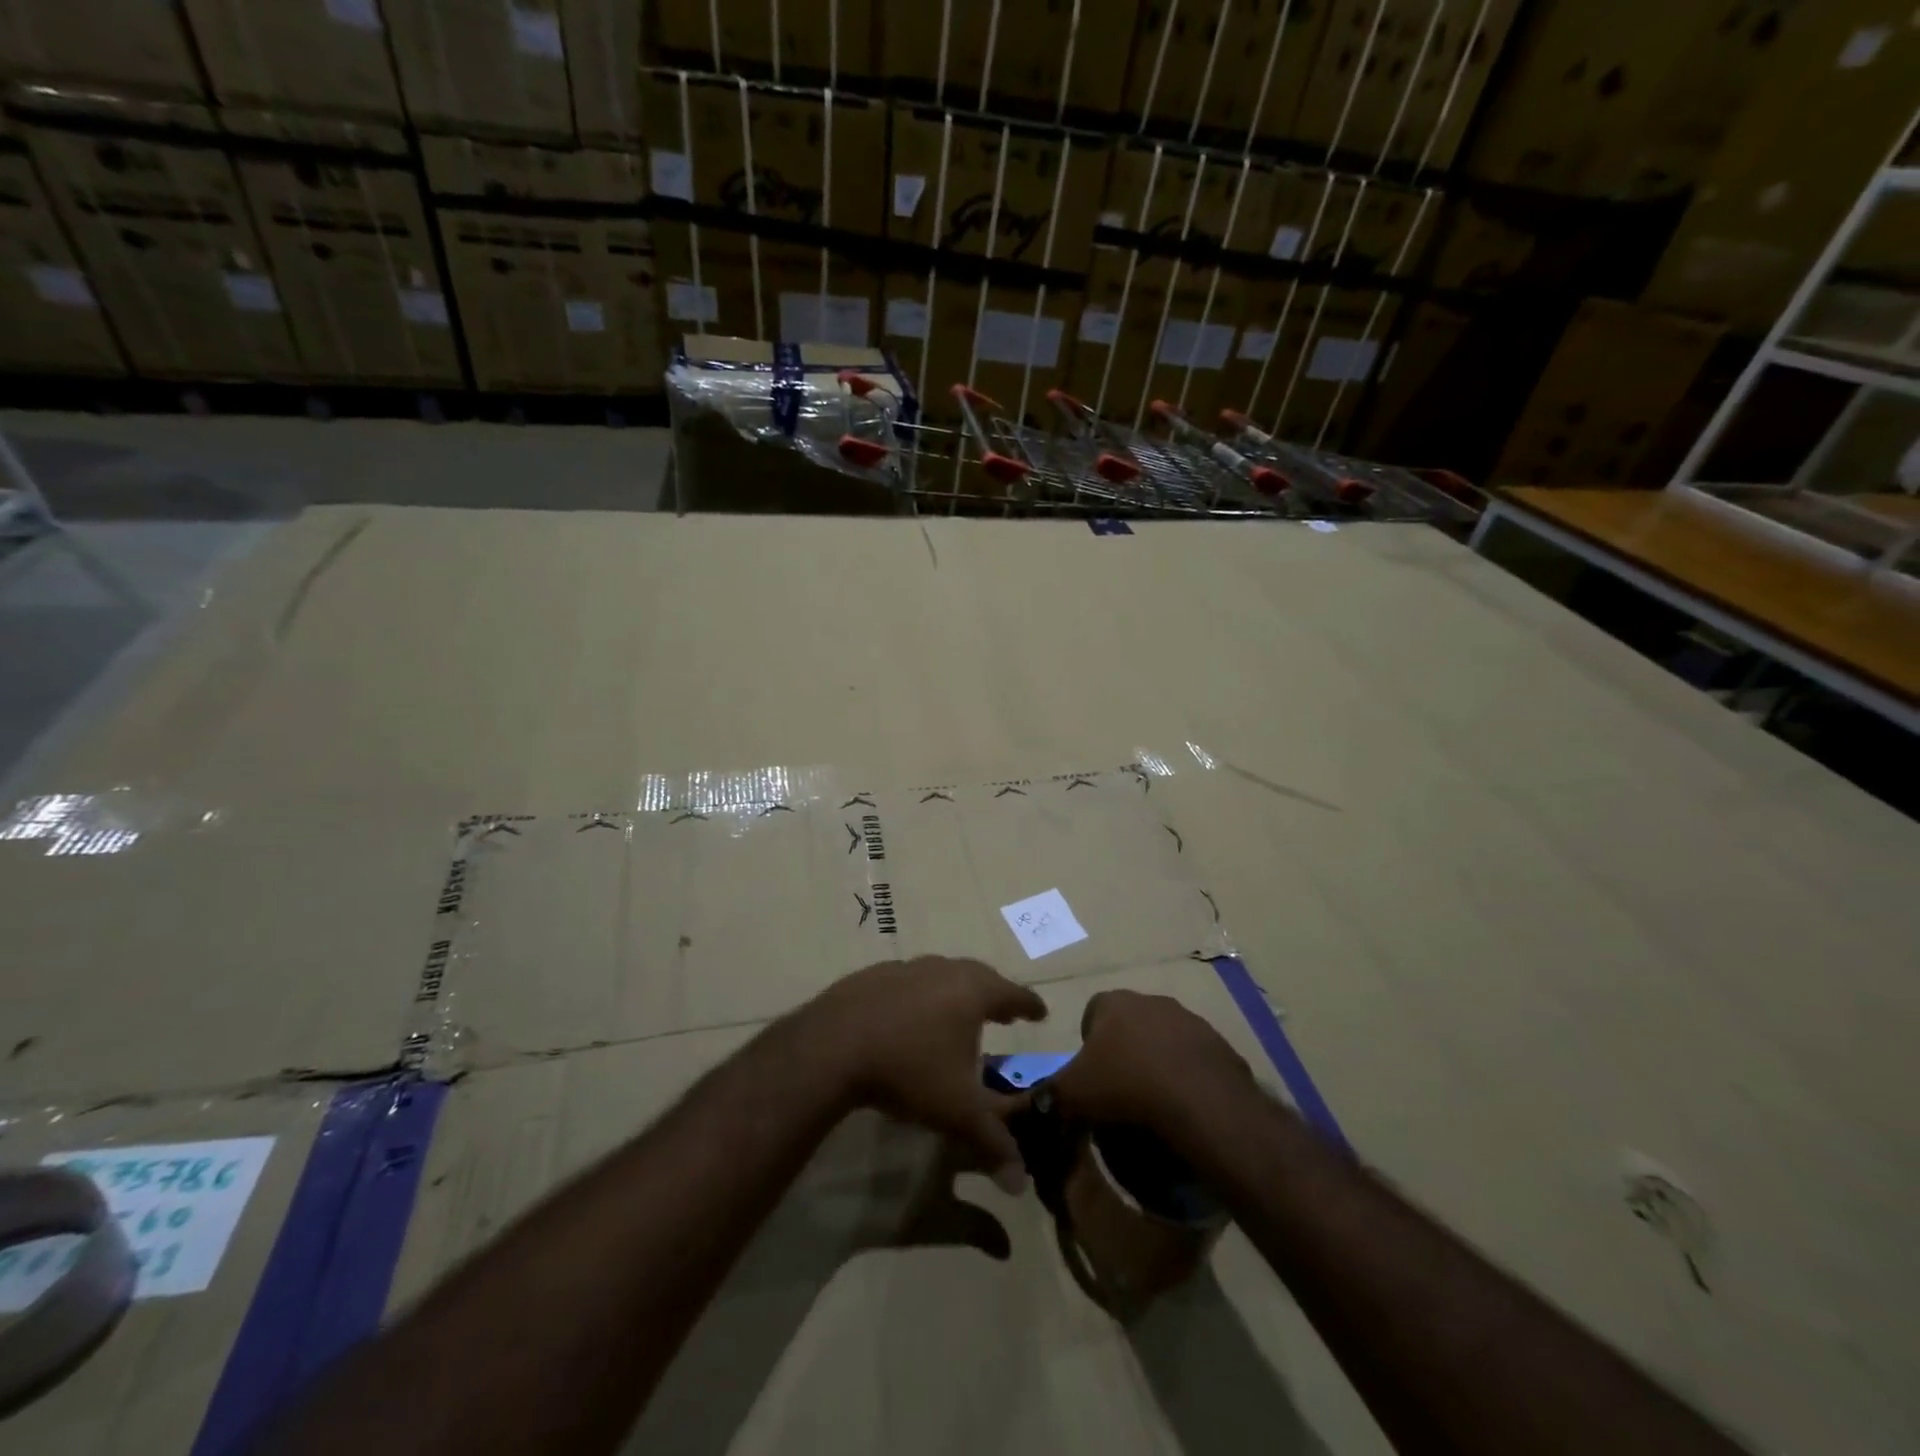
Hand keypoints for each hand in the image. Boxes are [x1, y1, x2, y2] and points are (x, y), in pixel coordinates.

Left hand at [802, 957, 1046, 1178]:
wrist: (833, 1045)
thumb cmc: (908, 1070)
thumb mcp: (956, 1112)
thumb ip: (992, 1143)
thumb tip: (1020, 1182)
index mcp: (972, 992)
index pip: (1013, 994)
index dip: (1029, 1005)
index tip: (1041, 1012)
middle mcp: (943, 970)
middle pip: (979, 976)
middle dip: (994, 994)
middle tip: (1004, 1010)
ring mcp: (906, 968)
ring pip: (942, 973)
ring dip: (956, 991)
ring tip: (958, 1011)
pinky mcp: (874, 975)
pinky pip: (909, 980)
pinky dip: (920, 994)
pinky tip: (911, 1015)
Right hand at [1048, 989, 1256, 1134]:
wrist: (1200, 1103)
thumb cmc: (1126, 1086)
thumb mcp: (1072, 1094)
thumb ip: (1050, 1094)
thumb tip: (1039, 1102)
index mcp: (1114, 1002)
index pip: (1092, 1012)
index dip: (1089, 1044)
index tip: (1091, 1076)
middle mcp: (1153, 1001)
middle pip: (1131, 1024)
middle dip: (1125, 1051)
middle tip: (1120, 1091)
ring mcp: (1191, 1021)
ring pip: (1165, 1040)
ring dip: (1158, 1063)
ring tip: (1155, 1103)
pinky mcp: (1221, 1047)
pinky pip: (1196, 1062)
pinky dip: (1188, 1079)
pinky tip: (1184, 1107)